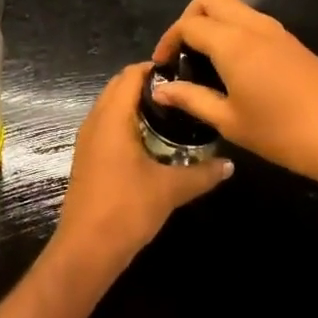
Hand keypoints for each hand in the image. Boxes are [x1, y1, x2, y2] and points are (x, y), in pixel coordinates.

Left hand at [51, 63, 231, 278]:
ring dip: (136, 104)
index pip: (131, 75)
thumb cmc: (126, 209)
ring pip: (111, 106)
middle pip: (119, 86)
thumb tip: (230, 165)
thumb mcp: (170, 190)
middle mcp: (95, 121)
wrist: (86, 248)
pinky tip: (152, 140)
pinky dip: (127, 122)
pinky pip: (107, 125)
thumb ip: (202, 174)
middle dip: (148, 84)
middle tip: (182, 93)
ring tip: (172, 114)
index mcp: (112, 117)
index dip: (156, 69)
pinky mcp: (88, 157)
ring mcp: (88, 140)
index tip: (185, 73)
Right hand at [151, 0, 317, 192]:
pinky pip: (254, 23)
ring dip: (214, 24)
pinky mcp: (295, 44)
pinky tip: (236, 70)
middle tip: (182, 53)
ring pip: (235, 8)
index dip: (167, 40)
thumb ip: (192, 100)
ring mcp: (278, 32)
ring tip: (205, 63)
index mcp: (232, 42)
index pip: (188, 24)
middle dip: (189, 17)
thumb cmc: (283, 133)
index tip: (161, 66)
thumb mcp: (230, 121)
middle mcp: (253, 26)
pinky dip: (234, 33)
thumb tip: (161, 89)